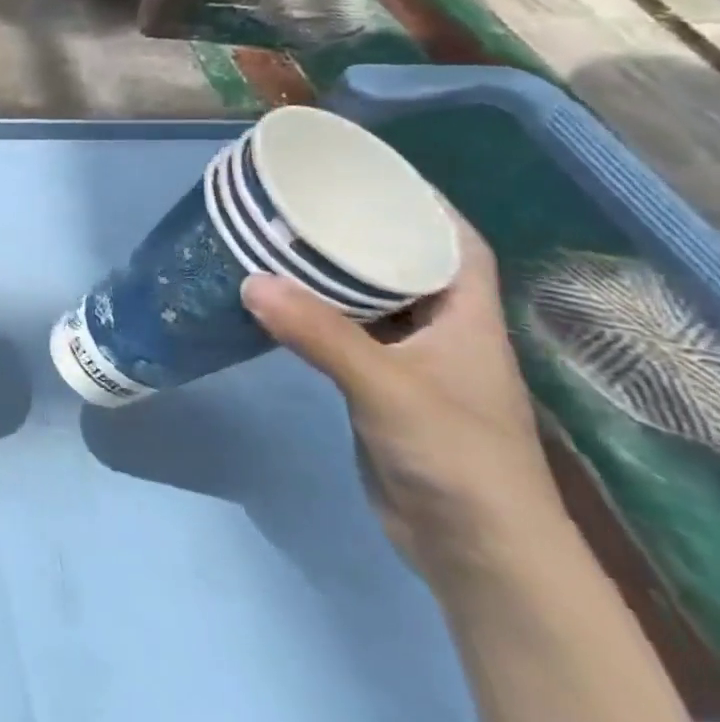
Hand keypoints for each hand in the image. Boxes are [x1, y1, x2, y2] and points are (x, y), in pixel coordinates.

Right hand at [242, 211, 562, 573]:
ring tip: (274, 240)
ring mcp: (410, 362)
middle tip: (299, 202)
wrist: (471, 549)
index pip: (455, 243)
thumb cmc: (456, 459)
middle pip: (403, 264)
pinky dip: (310, 313)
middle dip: (359, 230)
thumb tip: (249, 281)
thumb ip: (323, 336)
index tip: (365, 172)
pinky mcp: (378, 388)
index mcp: (468, 319)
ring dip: (327, 273)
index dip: (420, 202)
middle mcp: (442, 332)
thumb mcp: (390, 390)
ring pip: (367, 300)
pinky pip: (342, 334)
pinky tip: (273, 301)